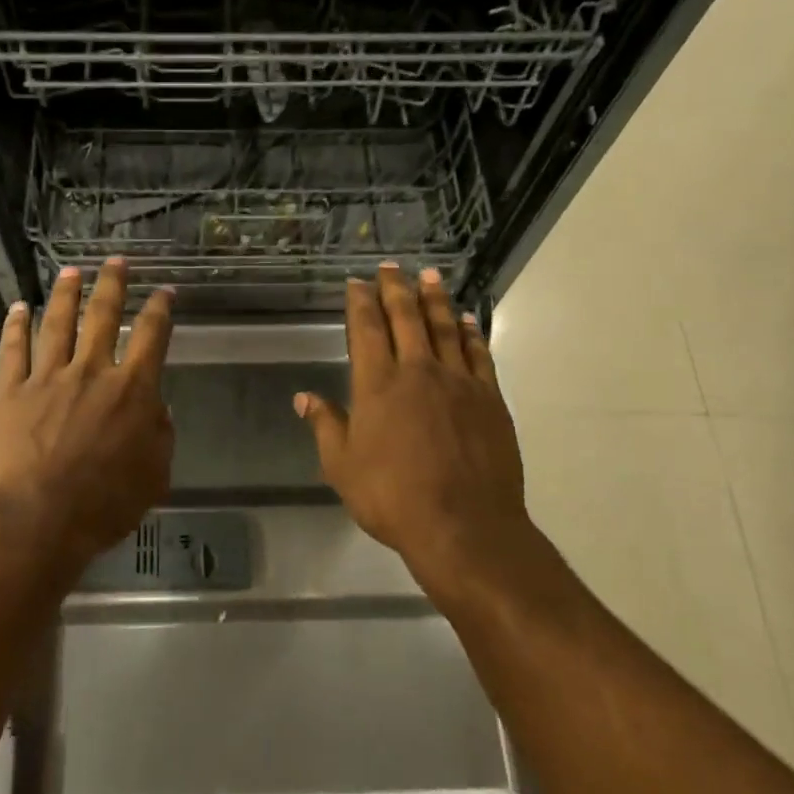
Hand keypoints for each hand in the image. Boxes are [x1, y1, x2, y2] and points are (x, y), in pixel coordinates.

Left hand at [0, 259, 174, 569]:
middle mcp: (91, 372)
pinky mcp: (9, 391)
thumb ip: (160, 436)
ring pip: (57, 324)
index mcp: (132, 391)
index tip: (164, 291)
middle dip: (112, 284)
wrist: (36, 519)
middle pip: (103, 316)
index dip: (160, 309)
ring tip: (70, 271)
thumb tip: (157, 408)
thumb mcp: (154, 476)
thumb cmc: (104, 504)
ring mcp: (46, 378)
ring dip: (65, 295)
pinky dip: (15, 326)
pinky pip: (12, 350)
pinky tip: (17, 307)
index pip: (152, 337)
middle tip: (115, 261)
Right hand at [297, 265, 532, 604]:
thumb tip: (304, 397)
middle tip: (391, 267)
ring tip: (429, 275)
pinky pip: (478, 354)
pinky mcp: (489, 398)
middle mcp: (418, 372)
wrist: (464, 526)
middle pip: (406, 318)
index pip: (367, 330)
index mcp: (378, 385)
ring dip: (435, 299)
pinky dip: (470, 332)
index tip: (357, 282)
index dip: (360, 302)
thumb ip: (326, 426)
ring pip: (445, 327)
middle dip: (396, 289)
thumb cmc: (393, 498)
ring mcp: (459, 382)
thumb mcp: (343, 467)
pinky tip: (466, 320)